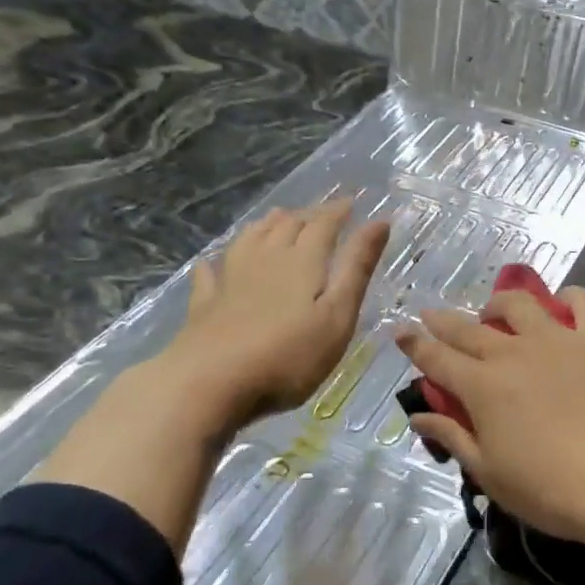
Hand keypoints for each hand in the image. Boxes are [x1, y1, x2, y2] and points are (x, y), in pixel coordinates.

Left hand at [169, 198, 390, 428]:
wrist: (209, 382)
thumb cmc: (288, 354)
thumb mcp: (338, 314)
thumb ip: (357, 268)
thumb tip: (379, 222)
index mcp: (302, 260)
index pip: (323, 224)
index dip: (338, 210)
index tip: (351, 201)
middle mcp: (266, 259)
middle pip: (286, 226)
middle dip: (306, 215)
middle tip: (320, 214)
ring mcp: (230, 280)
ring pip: (250, 240)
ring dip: (267, 226)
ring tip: (277, 219)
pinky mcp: (205, 305)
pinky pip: (210, 274)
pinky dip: (215, 263)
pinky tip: (211, 263)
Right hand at [395, 288, 584, 549]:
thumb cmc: (551, 490)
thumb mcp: (490, 474)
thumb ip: (453, 437)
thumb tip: (417, 416)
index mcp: (482, 386)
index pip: (437, 358)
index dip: (415, 344)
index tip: (400, 331)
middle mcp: (514, 352)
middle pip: (468, 328)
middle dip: (443, 320)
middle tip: (431, 315)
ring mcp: (559, 339)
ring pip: (519, 303)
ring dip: (499, 304)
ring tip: (495, 313)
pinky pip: (583, 302)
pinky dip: (569, 298)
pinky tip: (563, 305)